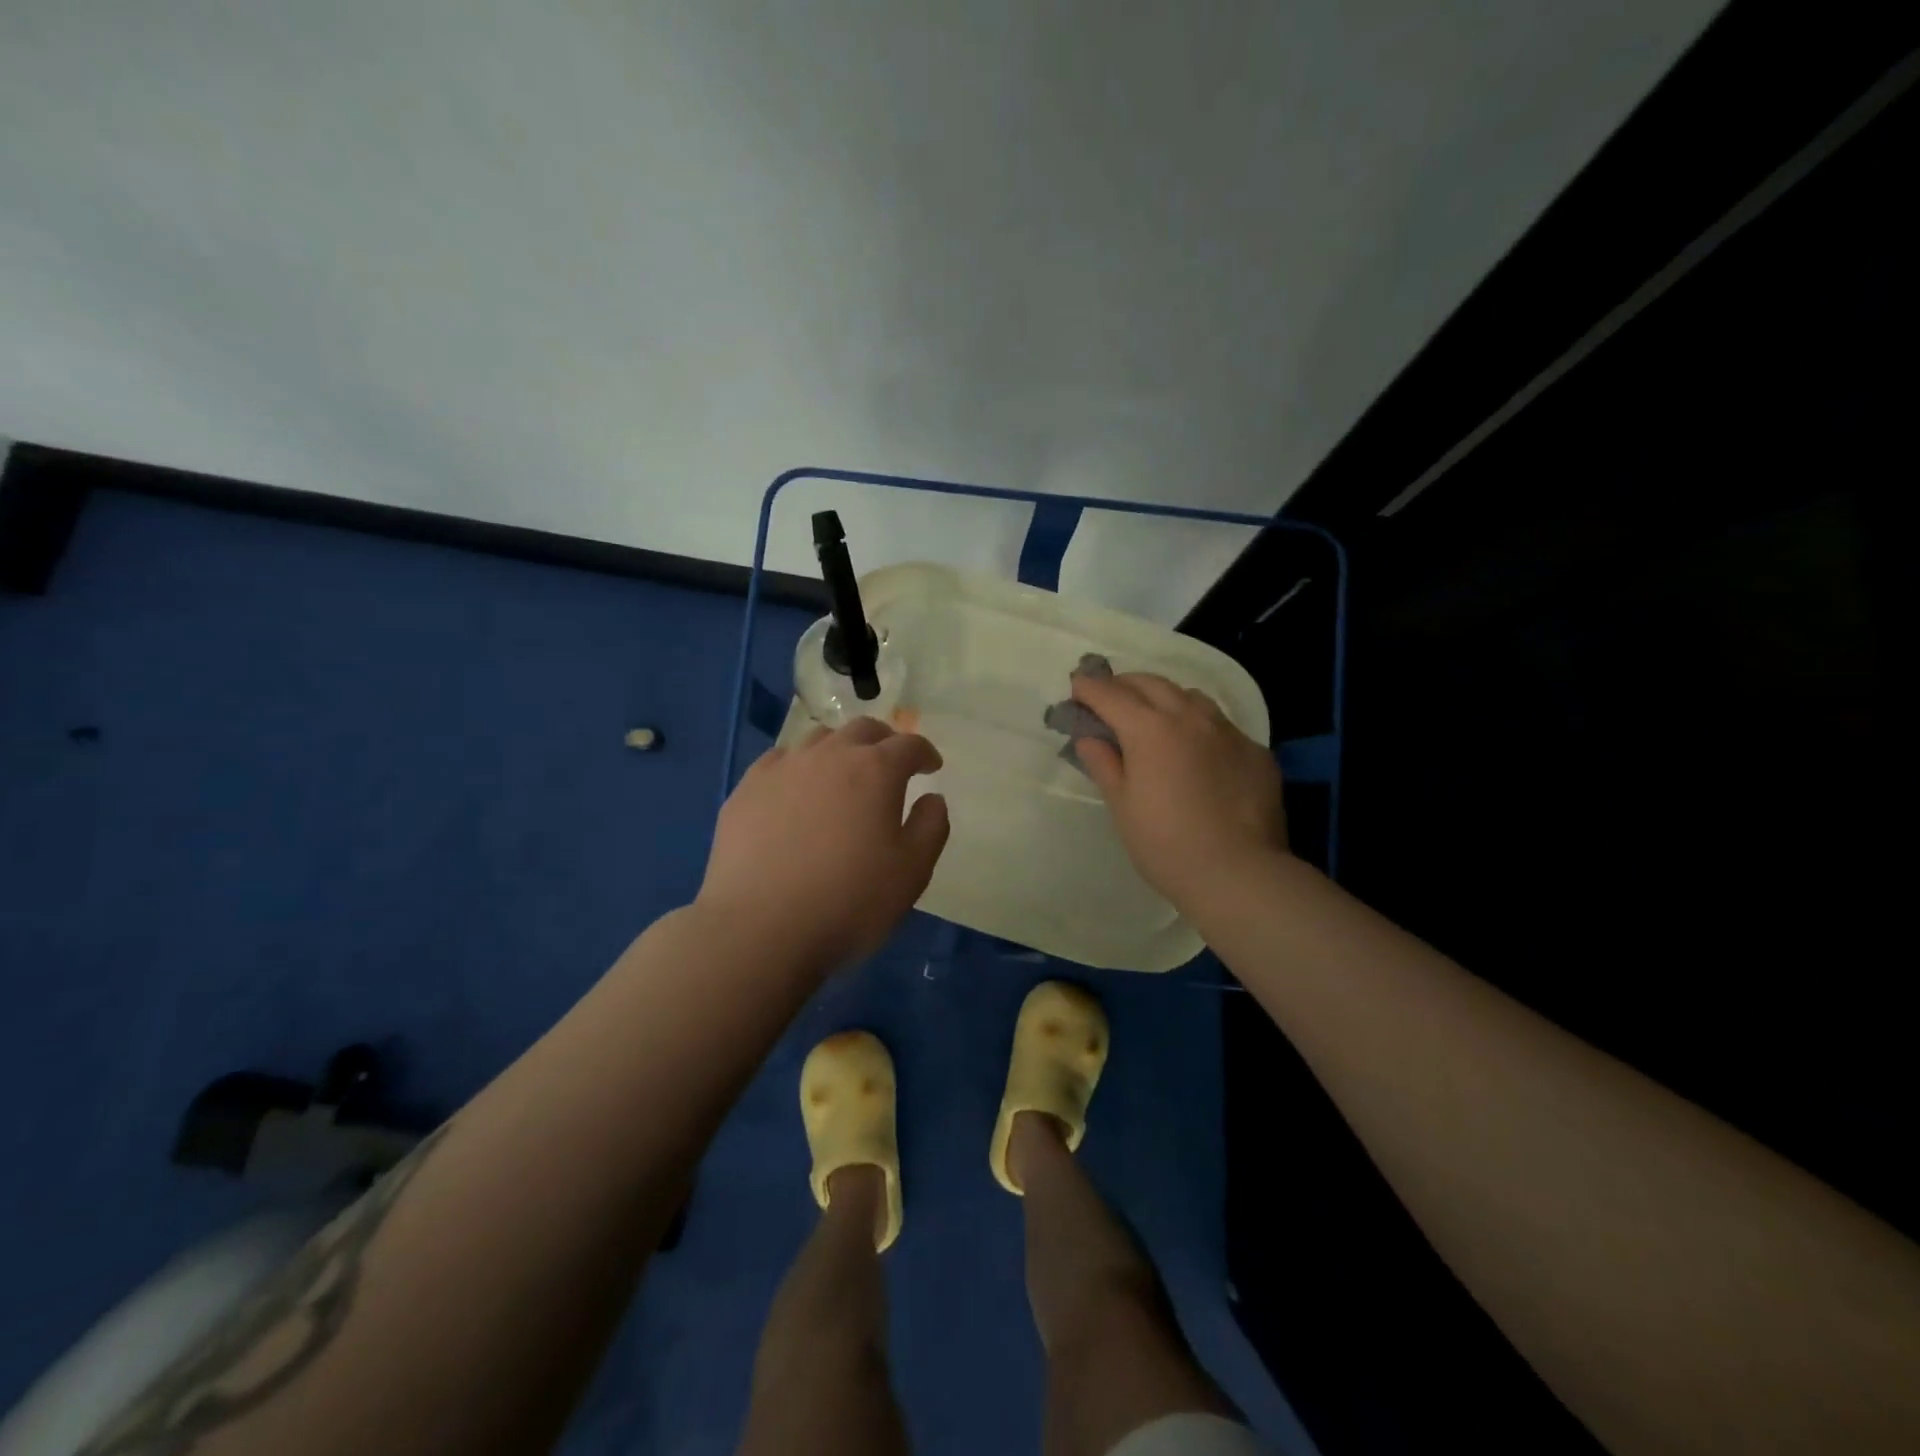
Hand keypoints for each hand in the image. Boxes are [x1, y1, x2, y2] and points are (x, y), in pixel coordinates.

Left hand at [698, 718, 949, 973]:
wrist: (760, 928)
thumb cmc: (849, 901)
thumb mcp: (912, 871)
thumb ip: (931, 826)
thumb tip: (931, 798)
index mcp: (875, 771)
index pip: (908, 745)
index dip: (924, 753)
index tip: (931, 767)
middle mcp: (829, 756)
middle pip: (862, 730)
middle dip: (884, 741)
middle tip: (891, 763)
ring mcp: (783, 768)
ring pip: (818, 738)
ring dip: (840, 749)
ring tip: (843, 774)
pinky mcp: (747, 789)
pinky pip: (779, 761)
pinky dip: (798, 766)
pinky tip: (796, 790)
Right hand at [1068, 671, 1287, 911]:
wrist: (1239, 874)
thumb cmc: (1166, 844)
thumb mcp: (1122, 806)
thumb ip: (1103, 764)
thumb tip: (1088, 738)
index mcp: (1150, 729)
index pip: (1110, 694)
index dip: (1088, 688)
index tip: (1075, 688)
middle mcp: (1190, 717)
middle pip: (1151, 684)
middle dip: (1124, 685)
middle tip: (1108, 701)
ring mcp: (1228, 731)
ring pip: (1190, 697)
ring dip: (1164, 699)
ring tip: (1153, 719)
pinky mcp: (1256, 751)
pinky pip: (1220, 725)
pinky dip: (1198, 727)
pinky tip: (1196, 754)